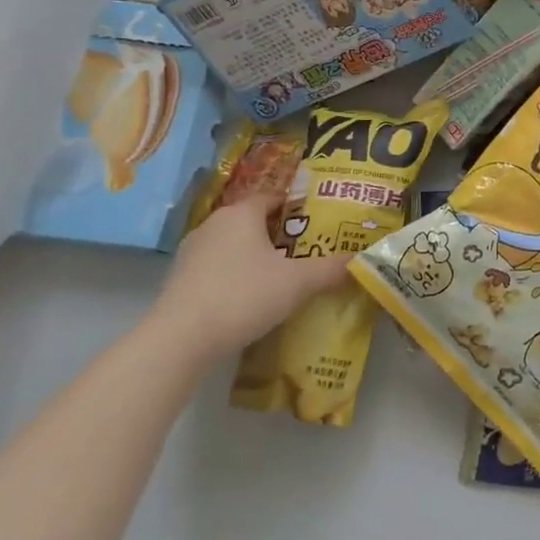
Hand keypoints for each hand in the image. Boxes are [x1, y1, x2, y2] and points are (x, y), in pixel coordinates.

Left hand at [150, 197, 352, 365]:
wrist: (179, 341)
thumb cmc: (243, 296)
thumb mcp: (297, 282)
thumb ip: (330, 268)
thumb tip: (360, 259)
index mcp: (241, 213)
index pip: (274, 197)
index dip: (298, 207)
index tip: (320, 222)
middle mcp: (214, 224)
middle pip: (254, 221)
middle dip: (281, 234)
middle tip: (308, 251)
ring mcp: (192, 252)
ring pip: (235, 246)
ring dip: (256, 257)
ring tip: (284, 277)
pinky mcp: (180, 281)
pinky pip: (218, 269)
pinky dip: (236, 277)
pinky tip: (252, 299)